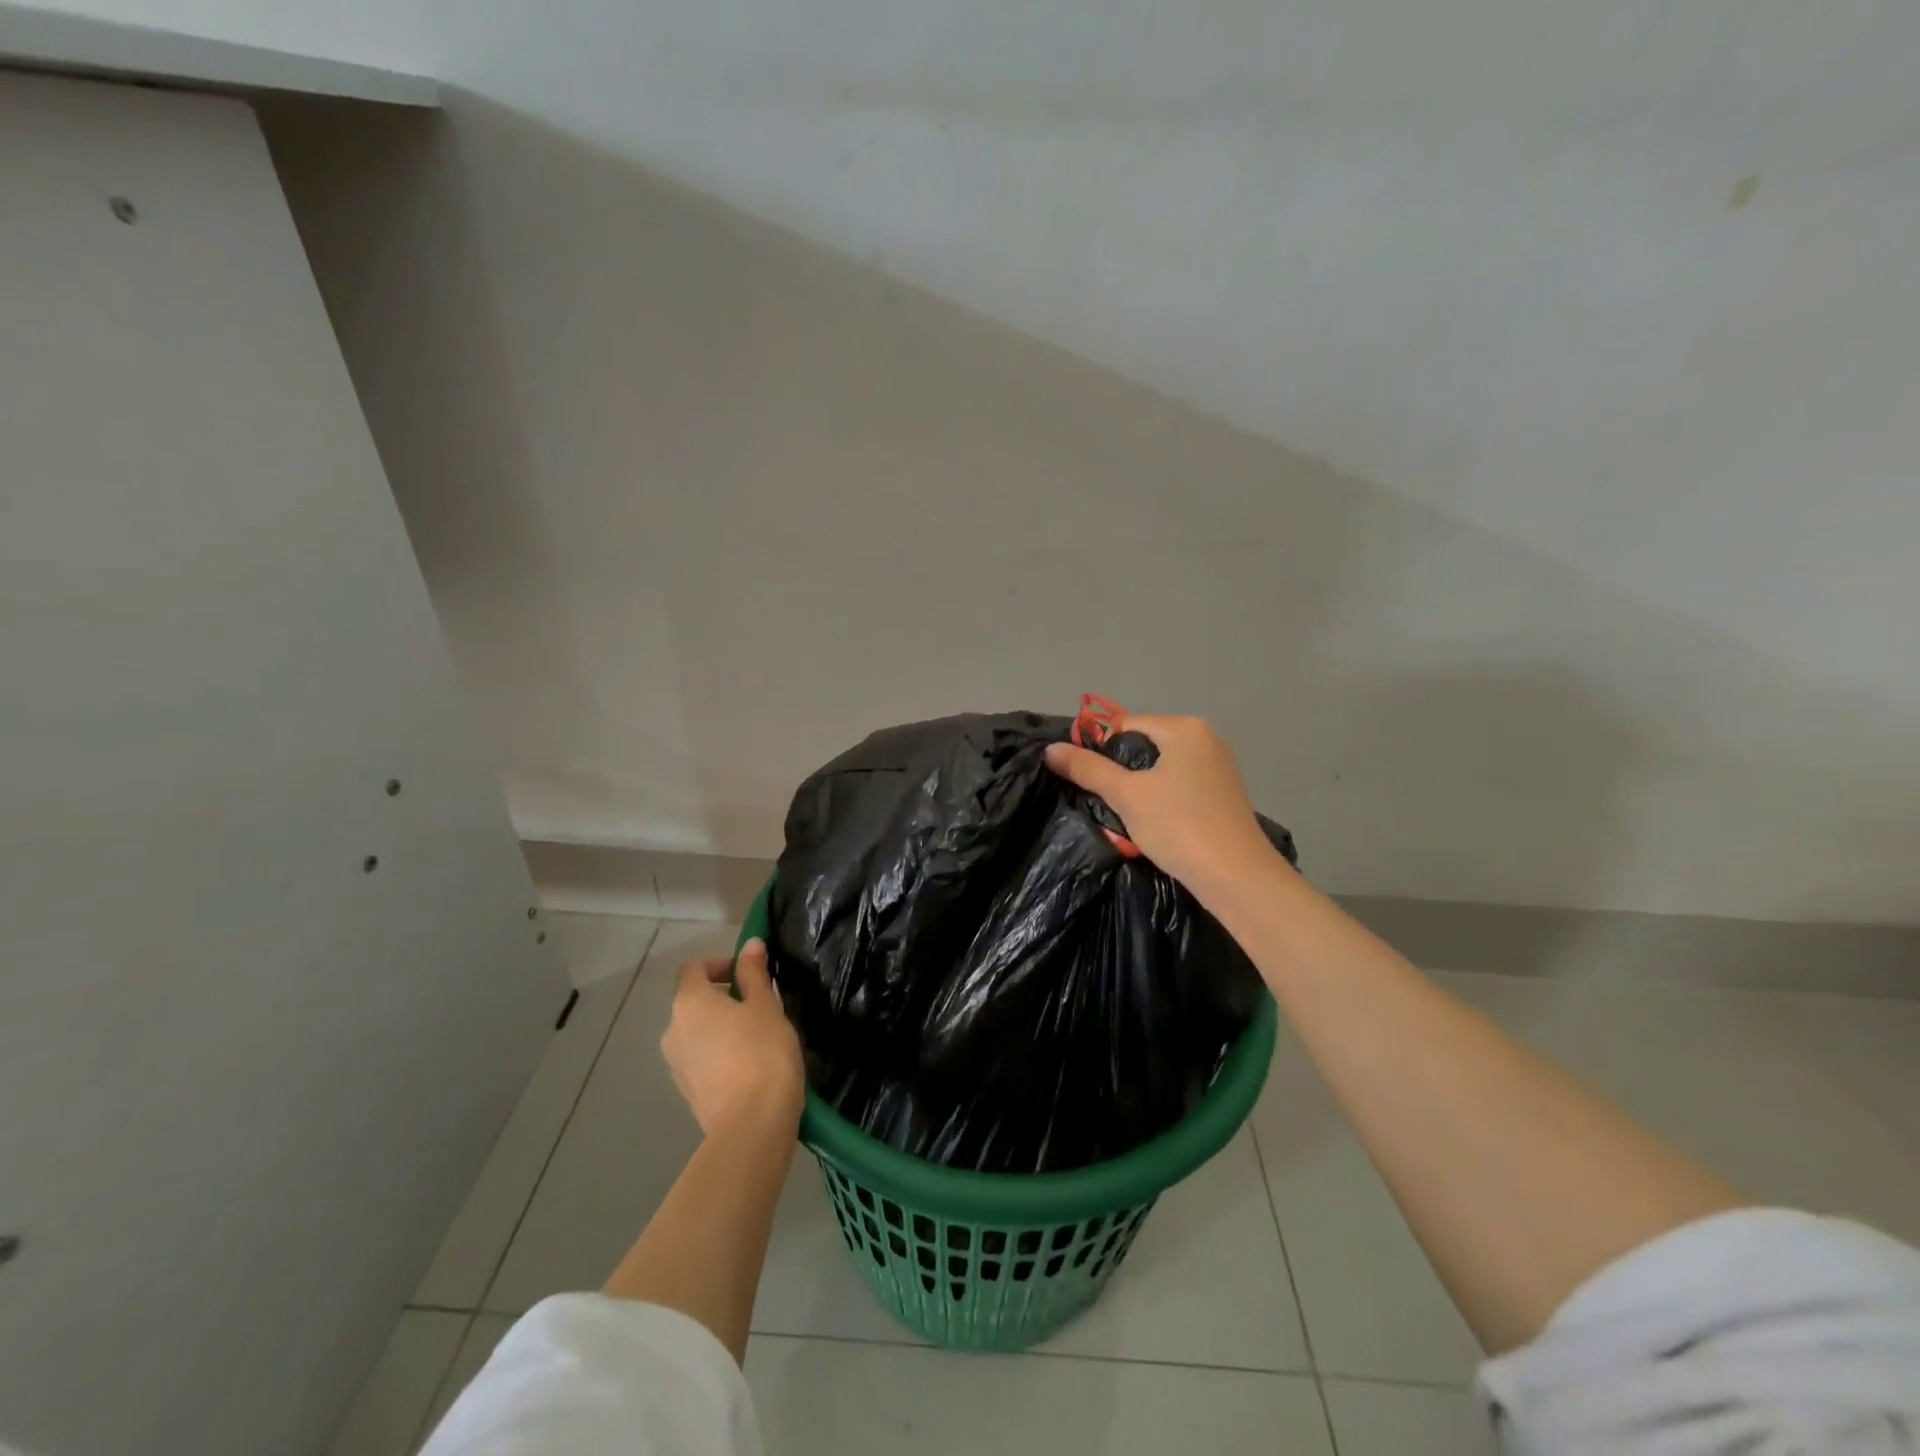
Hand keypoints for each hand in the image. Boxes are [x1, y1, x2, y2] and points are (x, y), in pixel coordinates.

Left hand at [661, 938, 804, 1137]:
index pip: (694, 968)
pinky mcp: (687, 1092)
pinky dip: (720, 1053)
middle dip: (724, 997)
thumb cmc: (762, 1052)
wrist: (752, 1125)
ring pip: (698, 1032)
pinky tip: (751, 1065)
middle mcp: (673, 1030)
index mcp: (689, 1002)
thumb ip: (754, 973)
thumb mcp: (765, 1005)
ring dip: (722, 1027)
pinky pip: (702, 1059)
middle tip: (761, 1005)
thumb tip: (749, 945)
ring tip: (759, 1037)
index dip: (720, 963)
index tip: (750, 974)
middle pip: (694, 1000)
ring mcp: (676, 1064)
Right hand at [1045, 714, 1279, 898]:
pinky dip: (1162, 803)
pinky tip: (1155, 828)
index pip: (1124, 726)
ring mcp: (1219, 768)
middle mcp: (1206, 739)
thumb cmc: (1179, 826)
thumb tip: (1050, 749)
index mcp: (1184, 728)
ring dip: (1139, 793)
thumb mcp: (1126, 796)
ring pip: (1160, 771)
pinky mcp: (1223, 795)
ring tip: (1127, 821)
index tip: (1088, 784)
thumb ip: (1087, 769)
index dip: (1099, 752)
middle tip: (1107, 805)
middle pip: (1143, 747)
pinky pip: (1179, 788)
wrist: (1237, 878)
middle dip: (1121, 775)